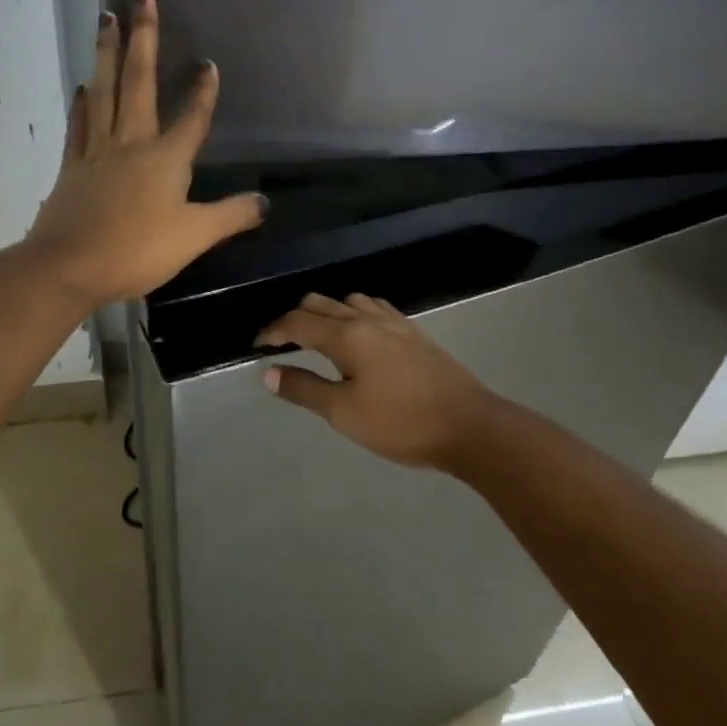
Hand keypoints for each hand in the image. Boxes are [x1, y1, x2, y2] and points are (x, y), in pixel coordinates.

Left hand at [25, 0, 265, 307]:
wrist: (68, 266)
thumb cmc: (136, 251)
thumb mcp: (194, 237)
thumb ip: (230, 216)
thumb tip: (265, 203)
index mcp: (165, 157)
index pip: (191, 115)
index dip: (202, 89)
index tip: (207, 61)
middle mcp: (131, 142)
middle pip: (138, 80)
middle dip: (142, 35)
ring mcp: (97, 150)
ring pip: (104, 90)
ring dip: (107, 52)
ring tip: (105, 17)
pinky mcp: (73, 166)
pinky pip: (79, 124)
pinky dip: (82, 102)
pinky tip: (83, 85)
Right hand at [255, 293, 500, 468]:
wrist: (469, 425)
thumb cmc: (401, 423)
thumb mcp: (344, 413)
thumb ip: (304, 389)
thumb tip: (268, 372)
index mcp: (347, 335)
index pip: (297, 322)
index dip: (272, 331)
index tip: (257, 345)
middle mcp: (367, 317)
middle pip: (319, 303)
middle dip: (295, 318)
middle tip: (282, 344)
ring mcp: (394, 322)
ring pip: (348, 300)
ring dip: (325, 312)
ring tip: (318, 338)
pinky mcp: (413, 331)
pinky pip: (373, 306)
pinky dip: (352, 312)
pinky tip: (359, 334)